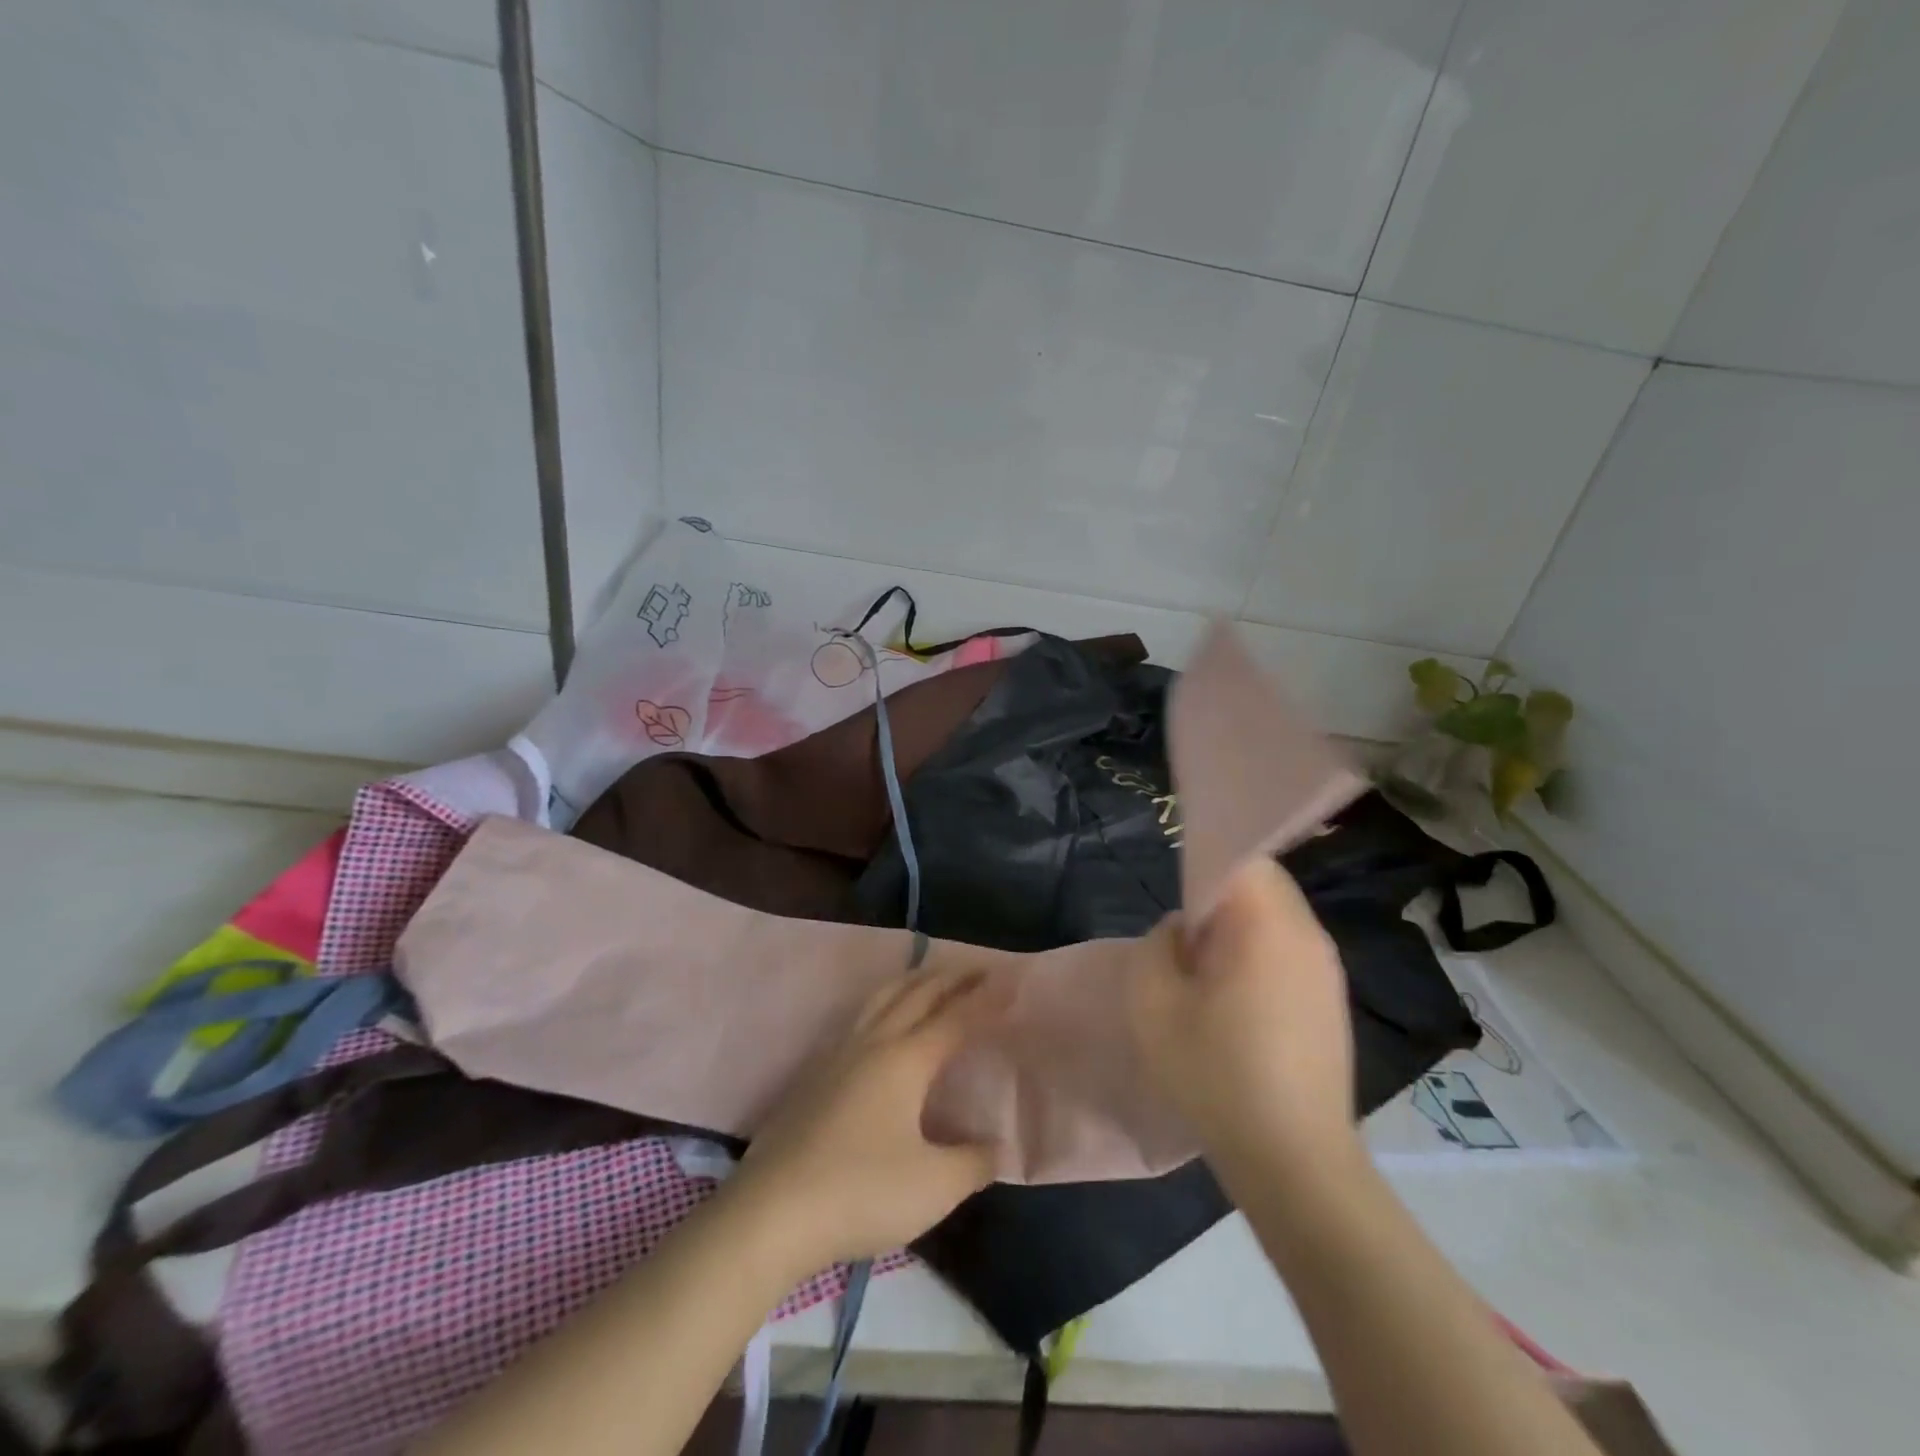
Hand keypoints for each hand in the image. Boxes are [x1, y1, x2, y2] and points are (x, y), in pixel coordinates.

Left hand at [734, 964, 1004, 1269]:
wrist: (771, 1213)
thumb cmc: (861, 1192)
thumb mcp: (934, 1186)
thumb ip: (973, 1162)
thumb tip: (998, 1146)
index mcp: (906, 1059)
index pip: (956, 1018)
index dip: (986, 1000)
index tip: (1012, 980)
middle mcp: (873, 1043)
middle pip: (917, 994)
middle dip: (951, 978)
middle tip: (979, 968)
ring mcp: (837, 1055)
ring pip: (881, 999)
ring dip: (913, 982)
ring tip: (932, 978)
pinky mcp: (814, 1074)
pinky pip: (859, 1017)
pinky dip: (885, 1003)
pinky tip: (882, 1022)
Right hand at [1128, 858, 1358, 1177]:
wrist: (1295, 1163)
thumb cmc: (1216, 1074)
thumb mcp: (1153, 1003)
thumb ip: (1158, 944)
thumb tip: (1184, 930)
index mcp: (1269, 924)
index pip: (1243, 854)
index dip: (1206, 860)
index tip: (1180, 898)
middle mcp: (1309, 935)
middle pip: (1262, 884)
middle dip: (1218, 899)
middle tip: (1186, 945)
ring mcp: (1328, 970)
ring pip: (1276, 919)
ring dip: (1238, 931)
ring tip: (1206, 979)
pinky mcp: (1332, 1002)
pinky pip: (1289, 953)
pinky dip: (1259, 958)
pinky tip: (1237, 1009)